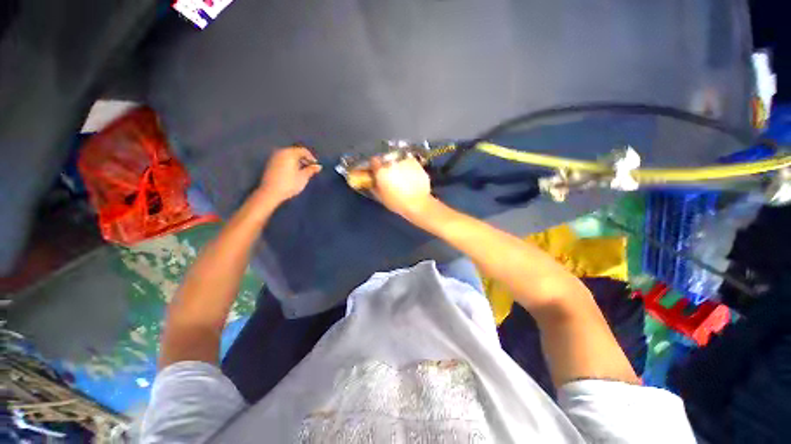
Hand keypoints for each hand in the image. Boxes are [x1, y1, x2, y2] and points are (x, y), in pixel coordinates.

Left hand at [258, 147, 321, 204]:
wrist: (270, 193)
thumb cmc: (289, 184)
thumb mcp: (303, 177)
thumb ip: (311, 170)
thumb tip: (319, 166)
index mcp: (289, 153)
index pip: (303, 151)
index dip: (311, 158)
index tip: (316, 166)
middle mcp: (280, 152)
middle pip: (295, 152)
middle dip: (304, 159)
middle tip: (310, 169)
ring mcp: (274, 158)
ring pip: (289, 156)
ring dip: (297, 162)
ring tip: (303, 172)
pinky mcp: (270, 164)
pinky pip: (283, 160)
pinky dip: (290, 164)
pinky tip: (293, 173)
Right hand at [371, 156, 434, 218]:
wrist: (418, 203)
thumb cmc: (397, 203)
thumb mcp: (381, 197)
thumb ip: (374, 186)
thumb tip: (372, 180)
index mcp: (381, 171)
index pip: (374, 161)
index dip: (375, 166)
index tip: (377, 170)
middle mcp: (392, 163)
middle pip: (387, 161)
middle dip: (387, 167)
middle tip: (392, 177)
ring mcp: (404, 162)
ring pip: (398, 161)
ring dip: (398, 167)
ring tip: (403, 178)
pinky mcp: (415, 163)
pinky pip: (408, 163)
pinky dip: (408, 168)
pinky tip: (411, 177)